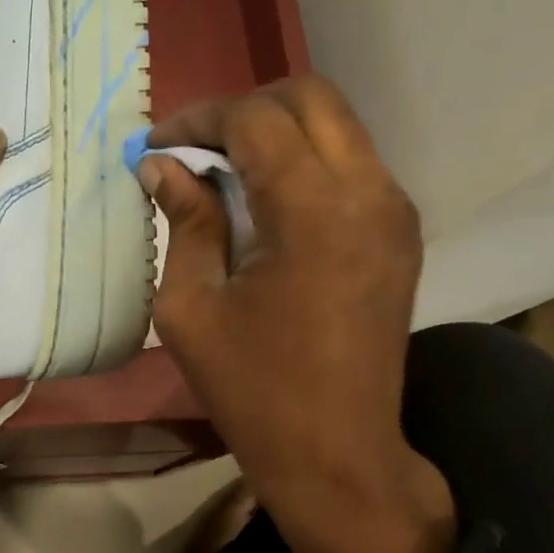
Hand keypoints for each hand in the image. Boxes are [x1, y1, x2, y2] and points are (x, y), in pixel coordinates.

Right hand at [142, 75, 453, 552]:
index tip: (154, 146)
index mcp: (314, 210)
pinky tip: (263, 197)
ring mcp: (394, 210)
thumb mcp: (191, 306)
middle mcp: (369, 192)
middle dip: (243, 109)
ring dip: (275, 130)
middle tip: (192, 147)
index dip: (198, 120)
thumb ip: (184, 221)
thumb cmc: (253, 389)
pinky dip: (303, 158)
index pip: (256, 120)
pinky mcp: (399, 232)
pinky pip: (350, 162)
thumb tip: (163, 168)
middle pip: (310, 98)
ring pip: (336, 124)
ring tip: (221, 167)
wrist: (337, 454)